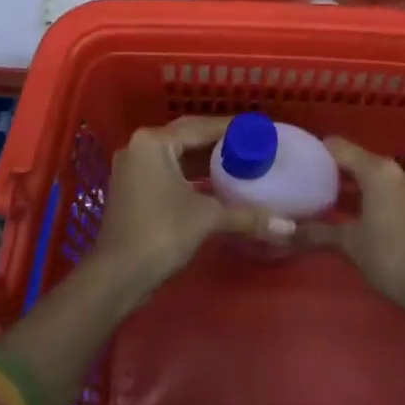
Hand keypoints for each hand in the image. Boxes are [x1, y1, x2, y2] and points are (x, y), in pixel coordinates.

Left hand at [89, 116, 286, 300]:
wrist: (116, 278)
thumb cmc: (161, 234)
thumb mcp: (207, 219)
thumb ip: (247, 216)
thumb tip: (288, 226)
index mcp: (155, 142)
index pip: (201, 126)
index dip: (232, 129)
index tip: (259, 131)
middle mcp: (140, 146)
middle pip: (188, 136)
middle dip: (219, 141)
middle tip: (252, 145)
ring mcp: (132, 167)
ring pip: (177, 155)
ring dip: (205, 159)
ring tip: (239, 162)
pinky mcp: (132, 188)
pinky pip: (168, 170)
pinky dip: (191, 174)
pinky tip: (215, 184)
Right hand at [296, 138, 404, 340]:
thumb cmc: (388, 257)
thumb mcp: (348, 244)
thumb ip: (315, 233)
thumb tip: (282, 233)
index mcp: (377, 171)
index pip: (339, 148)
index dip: (317, 152)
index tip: (297, 160)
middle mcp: (395, 171)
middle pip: (357, 159)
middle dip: (332, 169)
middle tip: (305, 180)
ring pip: (372, 175)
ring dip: (351, 184)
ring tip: (323, 196)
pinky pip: (385, 188)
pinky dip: (367, 194)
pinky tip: (350, 212)